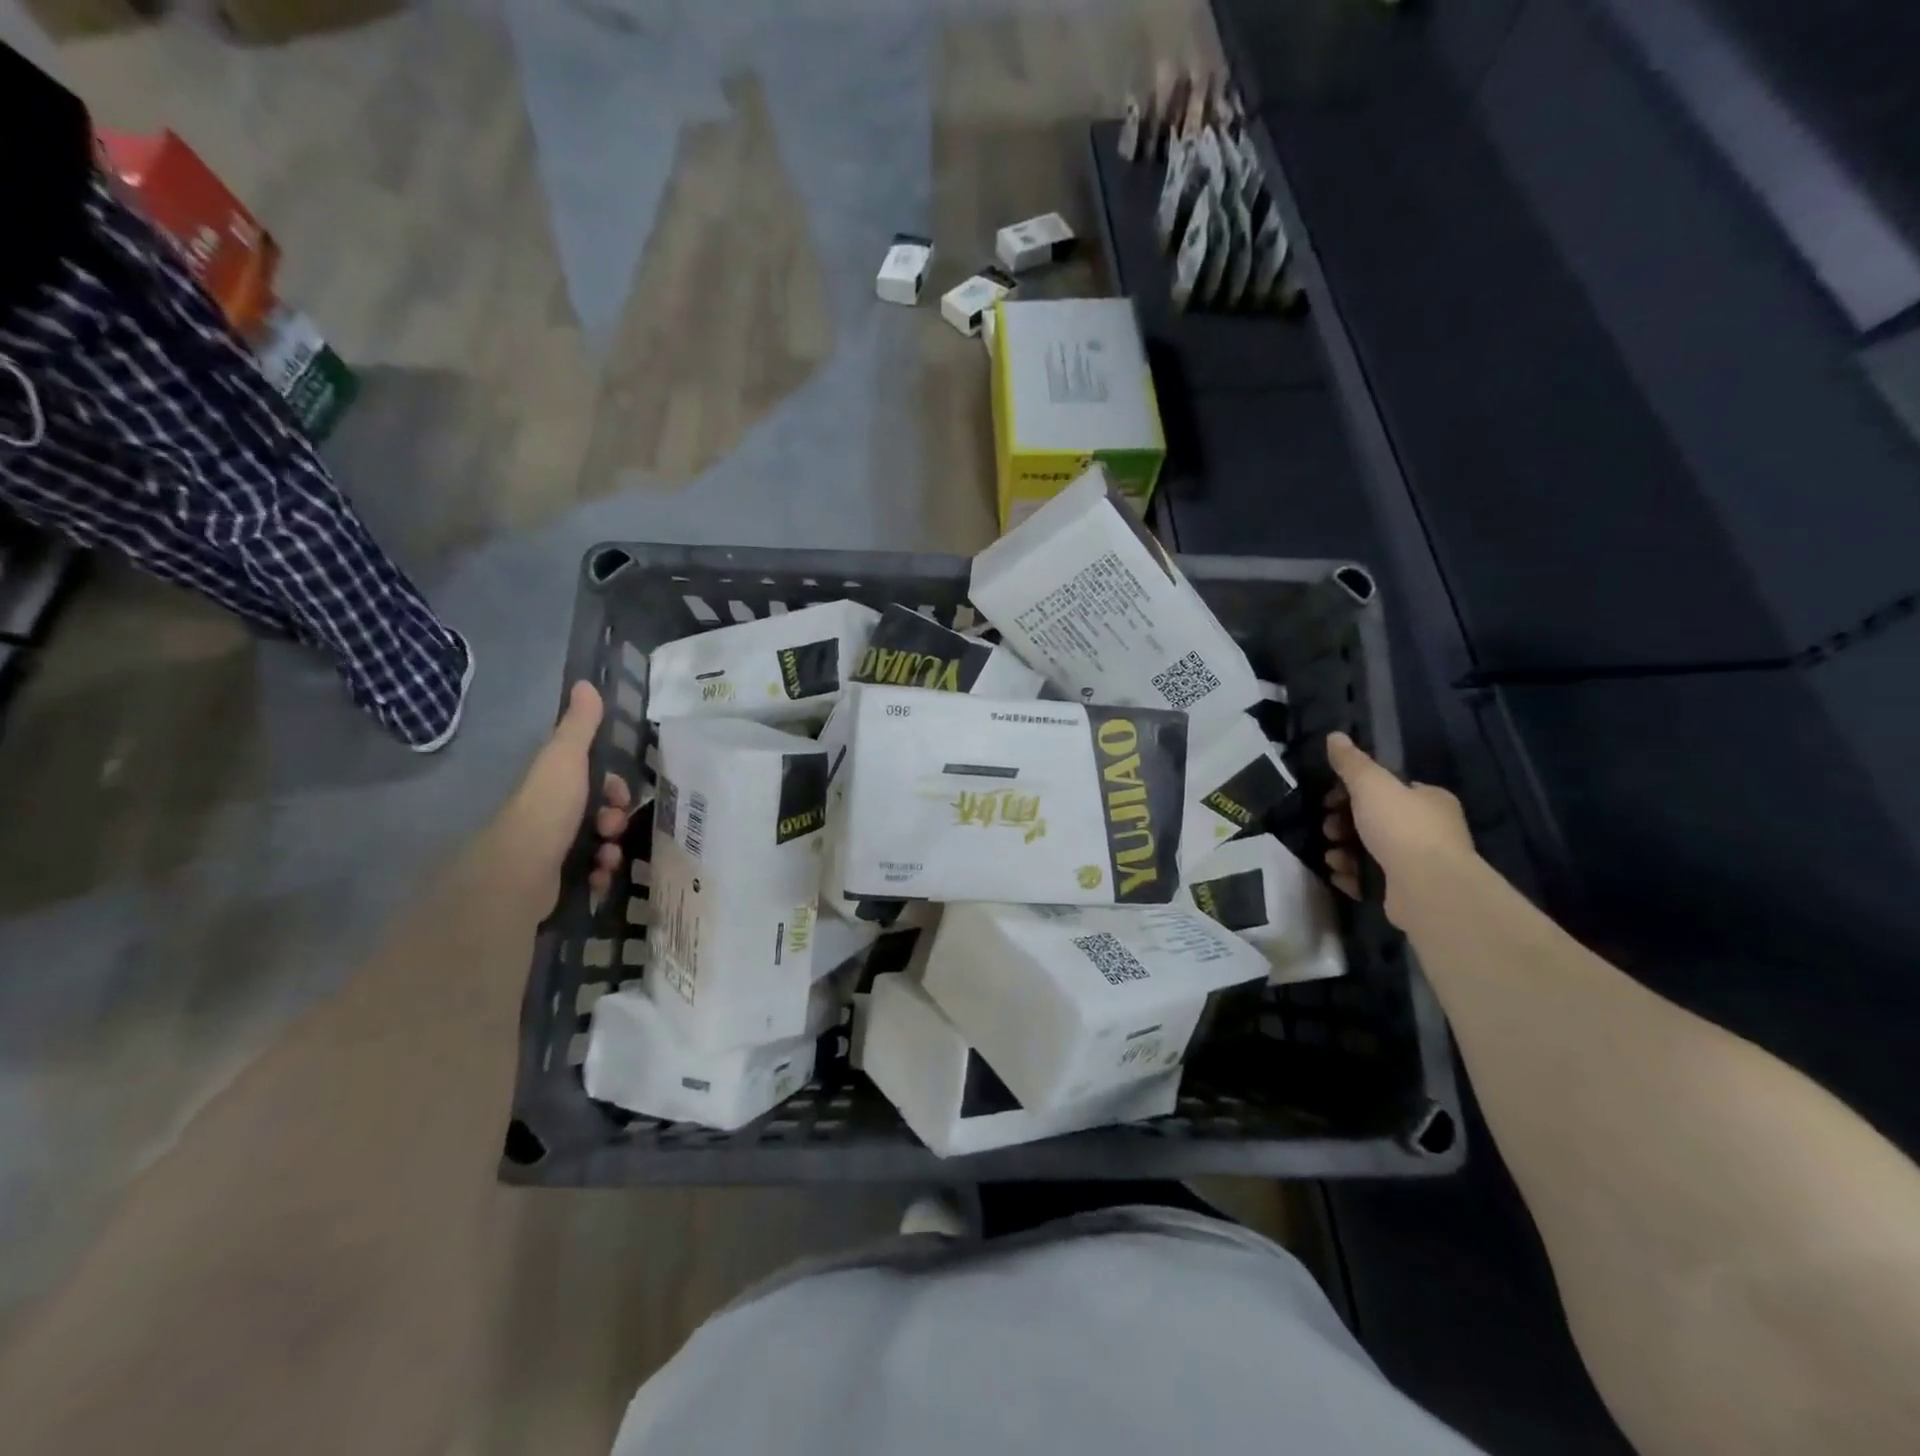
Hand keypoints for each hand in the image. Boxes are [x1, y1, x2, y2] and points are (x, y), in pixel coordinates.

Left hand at [497, 682, 634, 907]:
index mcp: (554, 784)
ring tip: (605, 859)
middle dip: (614, 821)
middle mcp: (552, 814)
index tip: (620, 796)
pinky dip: (599, 874)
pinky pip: (590, 873)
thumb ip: (580, 725)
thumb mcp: (566, 758)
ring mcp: (552, 848)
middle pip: (599, 813)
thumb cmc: (547, 809)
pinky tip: (596, 877)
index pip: (594, 780)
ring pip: (598, 844)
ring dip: (611, 850)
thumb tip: (585, 682)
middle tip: (609, 830)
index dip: (614, 787)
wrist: (520, 871)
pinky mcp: (555, 880)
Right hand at [1323, 731, 1473, 928]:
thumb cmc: (1401, 827)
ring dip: (1344, 851)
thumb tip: (1334, 736)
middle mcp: (1430, 830)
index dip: (1354, 791)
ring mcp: (1419, 863)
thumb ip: (1351, 762)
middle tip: (1328, 828)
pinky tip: (1340, 875)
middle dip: (1343, 823)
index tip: (1330, 799)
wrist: (1426, 887)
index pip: (1388, 789)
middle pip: (1375, 820)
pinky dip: (1352, 876)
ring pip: (1370, 851)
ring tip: (1331, 855)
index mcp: (1429, 800)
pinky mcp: (1407, 891)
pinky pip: (1371, 879)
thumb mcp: (1371, 784)